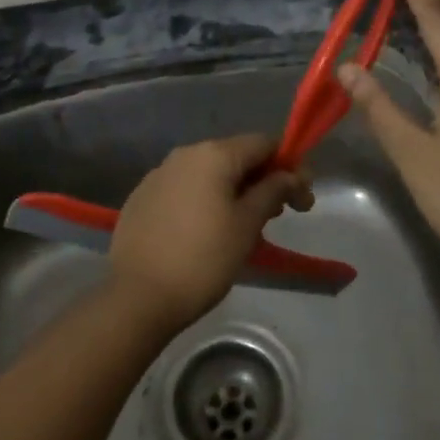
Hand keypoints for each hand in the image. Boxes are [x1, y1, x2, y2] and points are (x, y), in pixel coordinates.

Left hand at [107, 135, 312, 330]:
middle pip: (235, 156)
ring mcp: (159, 174)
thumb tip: (289, 175)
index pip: (263, 143)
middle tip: (277, 215)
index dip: (289, 165)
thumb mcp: (247, 225)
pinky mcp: (142, 197)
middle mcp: (185, 154)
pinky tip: (207, 232)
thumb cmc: (203, 259)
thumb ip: (273, 191)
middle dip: (262, 180)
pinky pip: (184, 189)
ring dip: (233, 191)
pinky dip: (204, 201)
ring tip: (244, 227)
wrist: (137, 296)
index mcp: (213, 154)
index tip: (302, 199)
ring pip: (209, 173)